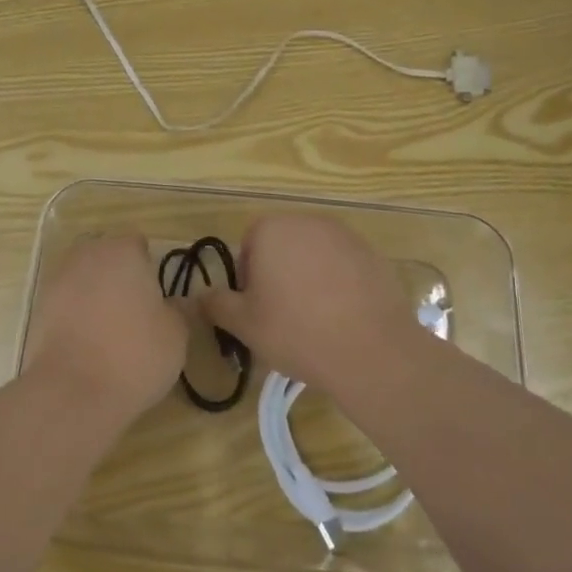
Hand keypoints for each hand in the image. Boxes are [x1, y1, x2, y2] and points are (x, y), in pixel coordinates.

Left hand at [23, 234, 186, 427]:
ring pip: (83, 278)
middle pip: (106, 256)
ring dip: (95, 294)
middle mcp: (86, 255)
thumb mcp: (176, 334)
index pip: (137, 244)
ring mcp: (57, 280)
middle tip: (134, 311)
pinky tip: (87, 344)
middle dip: (118, 275)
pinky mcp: (38, 309)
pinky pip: (65, 302)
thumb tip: (176, 302)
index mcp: (122, 251)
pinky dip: (75, 315)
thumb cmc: (134, 354)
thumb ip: (178, 310)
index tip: (155, 297)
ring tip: (109, 330)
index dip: (148, 267)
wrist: (72, 392)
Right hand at [201, 214, 419, 397]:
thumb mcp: (244, 325)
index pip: (249, 243)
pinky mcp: (372, 254)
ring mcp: (345, 235)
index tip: (256, 308)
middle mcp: (308, 221)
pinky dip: (338, 284)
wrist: (371, 350)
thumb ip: (217, 305)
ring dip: (308, 277)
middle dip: (278, 273)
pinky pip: (343, 265)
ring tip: (314, 319)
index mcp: (272, 229)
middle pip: (282, 244)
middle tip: (281, 315)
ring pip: (314, 255)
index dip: (248, 276)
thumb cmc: (297, 332)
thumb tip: (199, 295)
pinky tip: (342, 317)